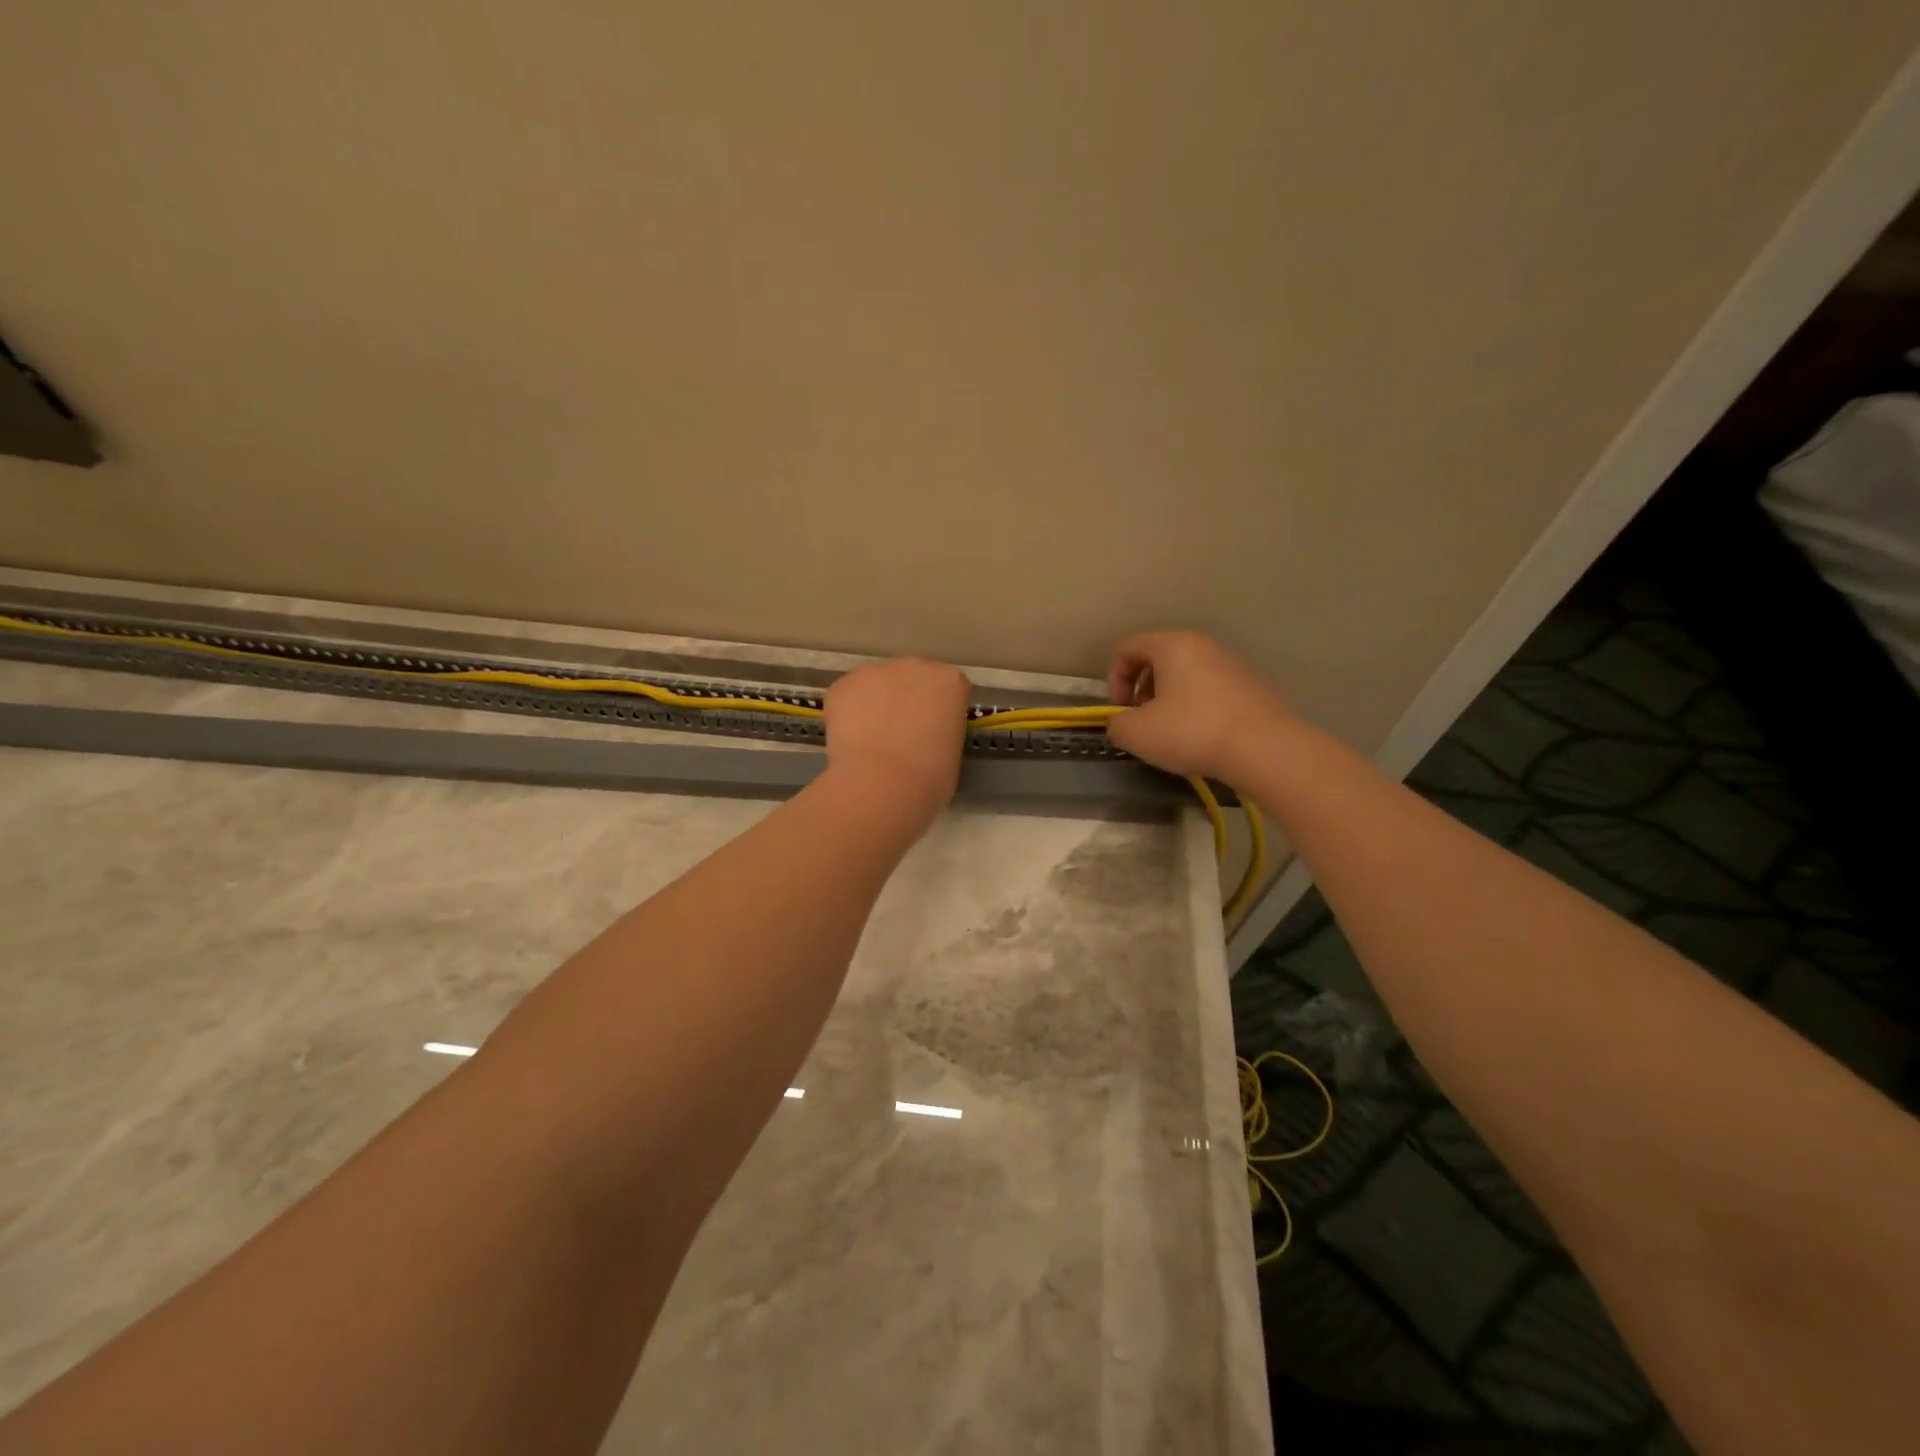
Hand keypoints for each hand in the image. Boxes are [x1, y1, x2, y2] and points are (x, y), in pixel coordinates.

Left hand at [823, 657, 970, 819]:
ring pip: (877, 685)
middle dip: (908, 699)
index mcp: (950, 681)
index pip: (949, 689)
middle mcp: (915, 666)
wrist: (881, 785)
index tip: (934, 732)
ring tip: (872, 740)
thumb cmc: (929, 778)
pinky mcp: (842, 685)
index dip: (940, 711)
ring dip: (876, 704)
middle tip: (901, 734)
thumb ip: (942, 732)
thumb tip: (925, 737)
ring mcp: (875, 672)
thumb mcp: (952, 753)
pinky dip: (849, 714)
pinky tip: (851, 742)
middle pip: (913, 678)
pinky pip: (848, 697)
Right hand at [1103, 630, 1296, 780]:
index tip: (1120, 710)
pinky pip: (1209, 689)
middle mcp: (1203, 645)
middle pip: (1157, 658)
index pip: (1127, 647)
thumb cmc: (1191, 732)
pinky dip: (1195, 707)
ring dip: (1167, 699)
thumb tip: (1122, 724)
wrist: (1265, 749)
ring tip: (1170, 731)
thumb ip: (1116, 724)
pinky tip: (1200, 736)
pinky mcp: (1251, 687)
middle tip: (1142, 720)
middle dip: (1141, 688)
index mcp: (1172, 645)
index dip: (1114, 678)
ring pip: (1185, 674)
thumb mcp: (1136, 733)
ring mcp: (1231, 664)